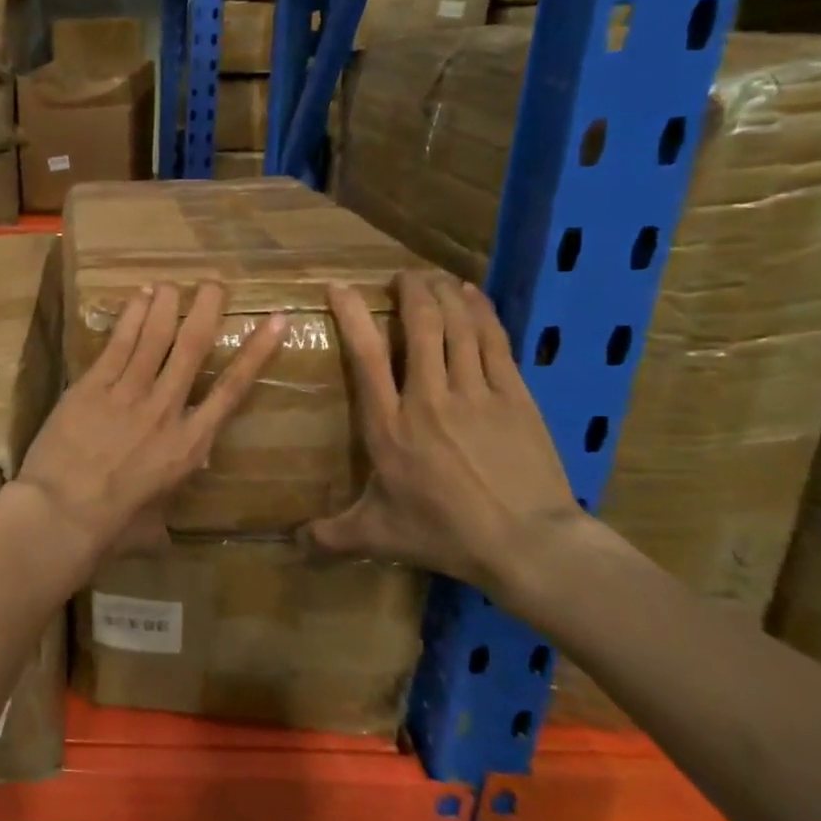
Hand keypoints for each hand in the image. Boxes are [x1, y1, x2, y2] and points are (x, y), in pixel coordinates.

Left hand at [17, 282, 286, 566]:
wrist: (62, 514)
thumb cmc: (111, 525)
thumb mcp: (157, 514)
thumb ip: (172, 489)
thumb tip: (181, 487)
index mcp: (190, 445)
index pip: (232, 389)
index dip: (257, 353)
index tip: (276, 321)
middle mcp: (166, 410)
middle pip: (192, 348)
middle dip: (207, 310)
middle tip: (215, 284)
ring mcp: (128, 394)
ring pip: (155, 337)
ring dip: (167, 305)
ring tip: (174, 284)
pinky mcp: (93, 386)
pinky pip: (118, 344)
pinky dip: (131, 318)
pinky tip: (139, 297)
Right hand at [308, 270, 585, 607]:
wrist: (527, 543)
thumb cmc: (444, 534)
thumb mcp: (378, 535)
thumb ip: (332, 535)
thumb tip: (293, 544)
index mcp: (388, 426)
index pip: (366, 356)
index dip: (352, 315)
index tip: (340, 287)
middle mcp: (428, 397)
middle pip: (420, 327)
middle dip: (410, 292)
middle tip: (402, 276)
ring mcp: (475, 393)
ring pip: (458, 326)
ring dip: (444, 294)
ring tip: (433, 277)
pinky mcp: (514, 396)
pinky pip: (495, 341)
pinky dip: (482, 312)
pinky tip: (473, 296)